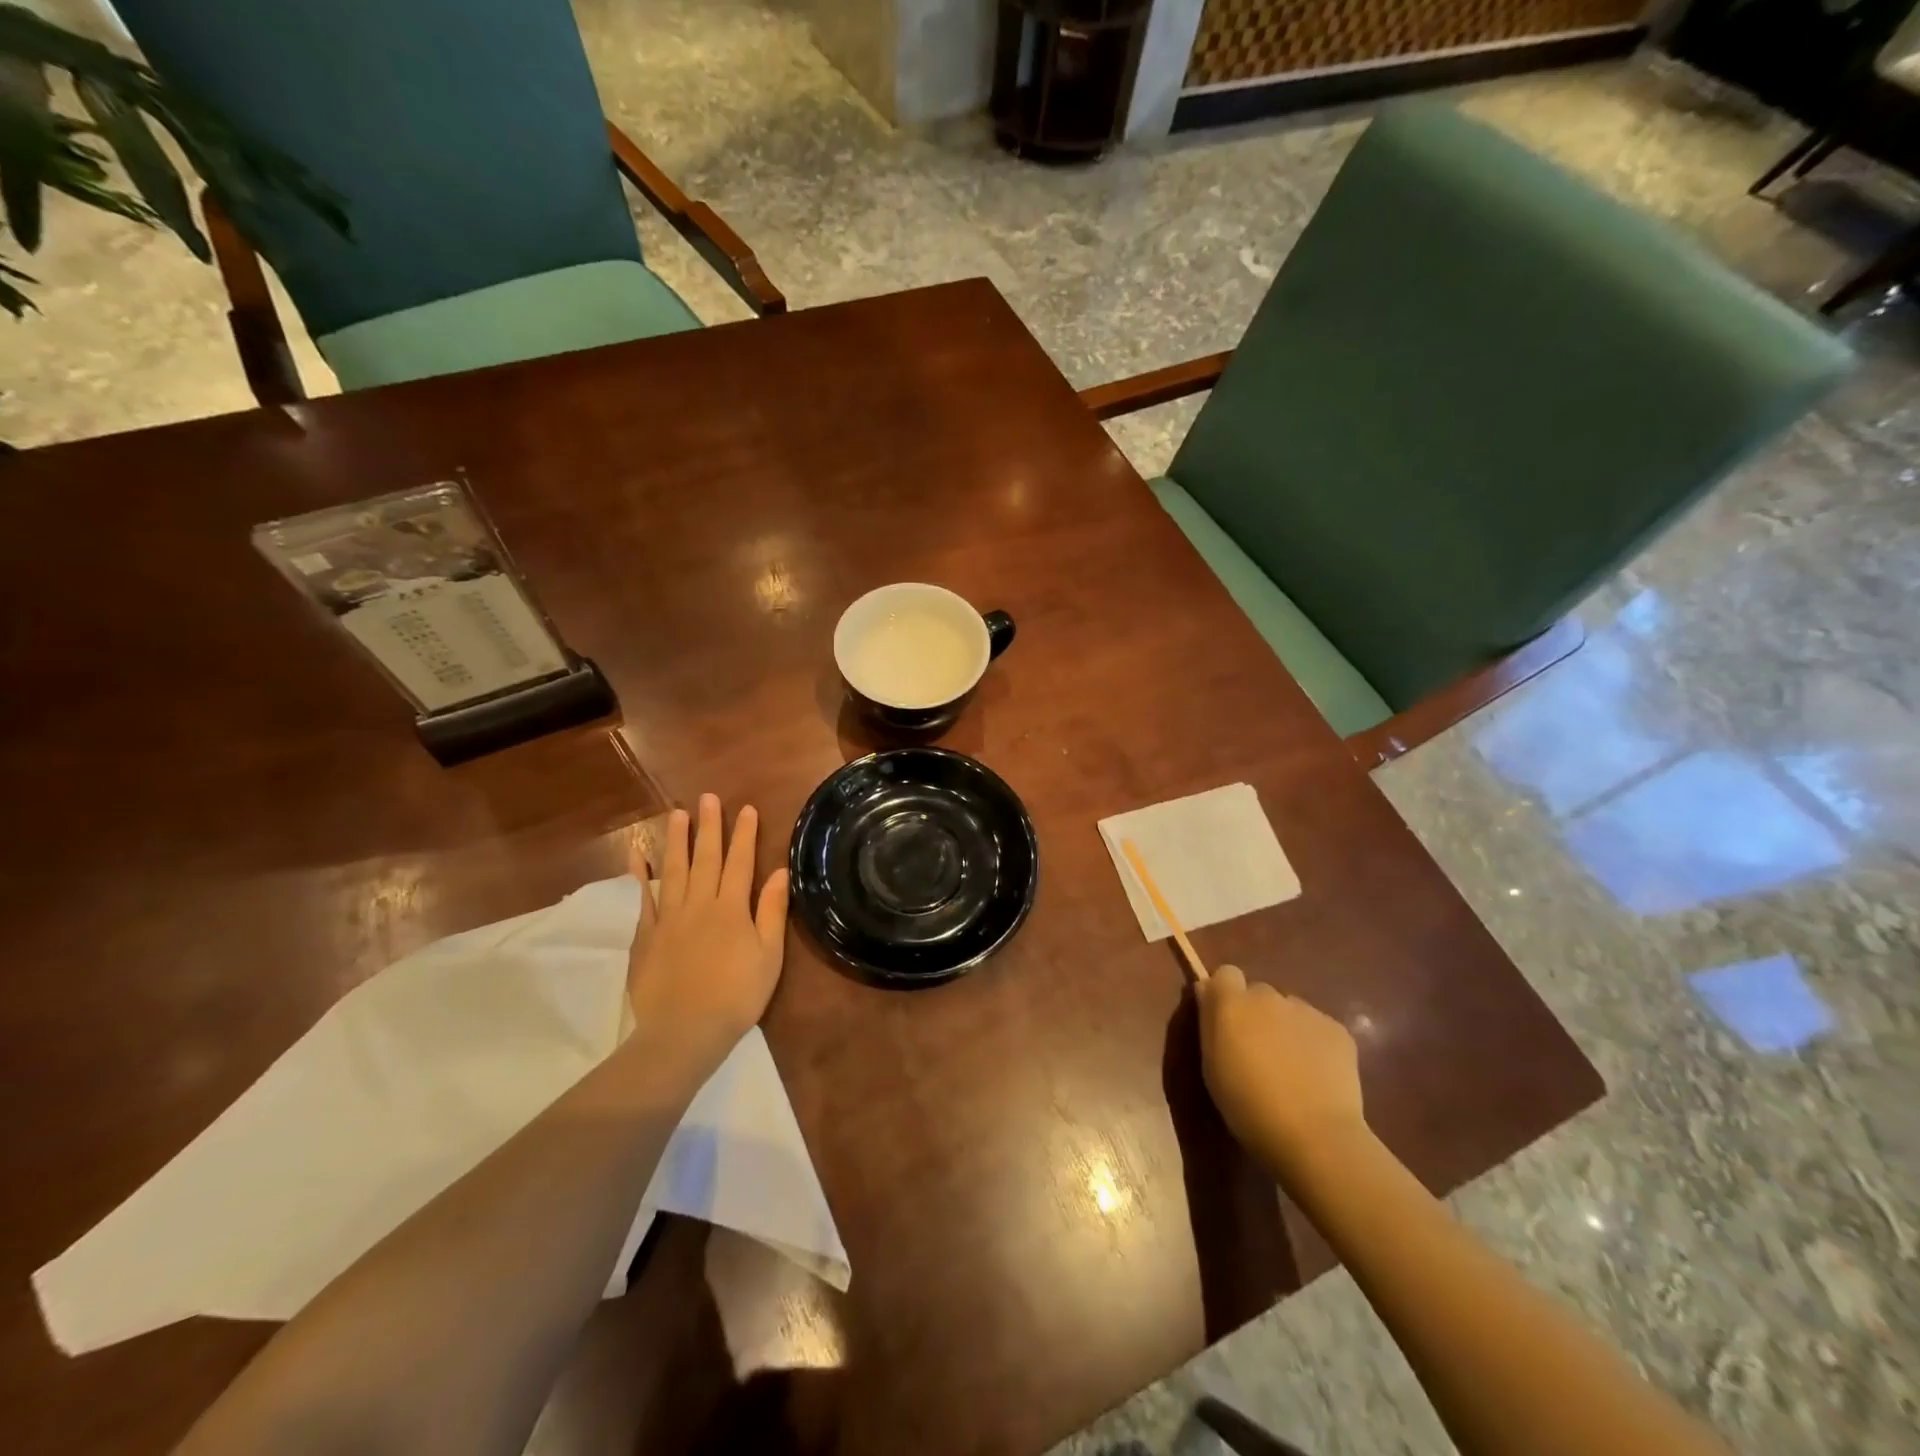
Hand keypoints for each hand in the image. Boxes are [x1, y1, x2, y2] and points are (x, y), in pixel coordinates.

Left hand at [625, 794, 790, 1080]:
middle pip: (706, 858)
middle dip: (709, 827)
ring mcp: (669, 918)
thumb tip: (779, 872)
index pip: (741, 862)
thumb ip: (771, 911)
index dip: (745, 835)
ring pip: (674, 869)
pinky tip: (637, 854)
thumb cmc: (737, 996)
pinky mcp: (646, 935)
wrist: (684, 1031)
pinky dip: (640, 874)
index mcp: (731, 909)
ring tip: (677, 813)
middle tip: (708, 798)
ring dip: (677, 840)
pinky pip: (643, 897)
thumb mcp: (769, 956)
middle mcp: (700, 904)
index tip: (747, 809)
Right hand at [1197, 964, 1365, 1176]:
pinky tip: (1317, 1076)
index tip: (1226, 1021)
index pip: (1225, 973)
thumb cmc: (1248, 1106)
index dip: (1225, 994)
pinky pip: (1318, 1028)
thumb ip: (1210, 1022)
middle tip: (1259, 1051)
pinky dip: (1315, 1044)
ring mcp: (1306, 1010)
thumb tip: (1208, 993)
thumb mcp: (1212, 1065)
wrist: (1314, 1135)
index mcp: (1231, 1002)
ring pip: (1290, 1010)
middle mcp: (1268, 996)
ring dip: (1286, 1028)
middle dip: (1257, 1014)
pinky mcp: (1337, 1030)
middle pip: (1259, 993)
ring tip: (1292, 1068)